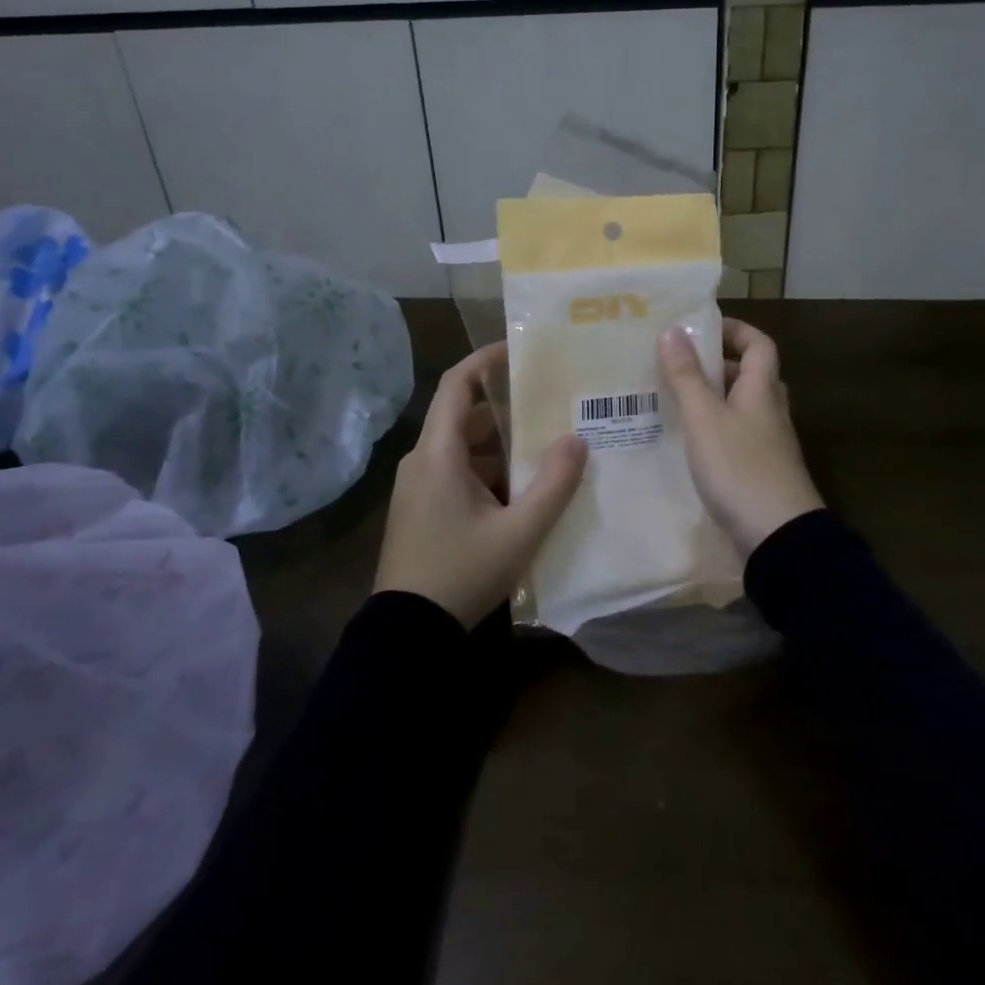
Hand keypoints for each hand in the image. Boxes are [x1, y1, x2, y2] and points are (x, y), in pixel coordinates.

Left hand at [375, 343, 587, 627]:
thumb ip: (553, 485)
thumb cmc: (461, 574)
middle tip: (550, 405)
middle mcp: (422, 461)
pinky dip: (488, 472)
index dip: (486, 359)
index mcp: (438, 454)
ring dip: (501, 447)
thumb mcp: (519, 533)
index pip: (457, 384)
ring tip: (546, 448)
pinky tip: (521, 492)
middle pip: (465, 417)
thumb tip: (577, 440)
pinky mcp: (421, 510)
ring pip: (463, 449)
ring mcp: (418, 488)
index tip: (519, 349)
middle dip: (507, 410)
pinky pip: (456, 474)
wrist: (408, 635)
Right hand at [659, 318, 822, 555]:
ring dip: (712, 398)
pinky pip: (736, 435)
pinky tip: (687, 441)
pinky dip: (713, 429)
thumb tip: (673, 329)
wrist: (778, 536)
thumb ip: (687, 375)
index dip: (735, 329)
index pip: (759, 344)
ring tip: (673, 399)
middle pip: (750, 374)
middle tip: (677, 364)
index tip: (700, 328)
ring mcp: (768, 443)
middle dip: (717, 364)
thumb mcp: (705, 417)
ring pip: (741, 406)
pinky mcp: (759, 471)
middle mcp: (770, 411)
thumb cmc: (740, 467)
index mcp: (762, 390)